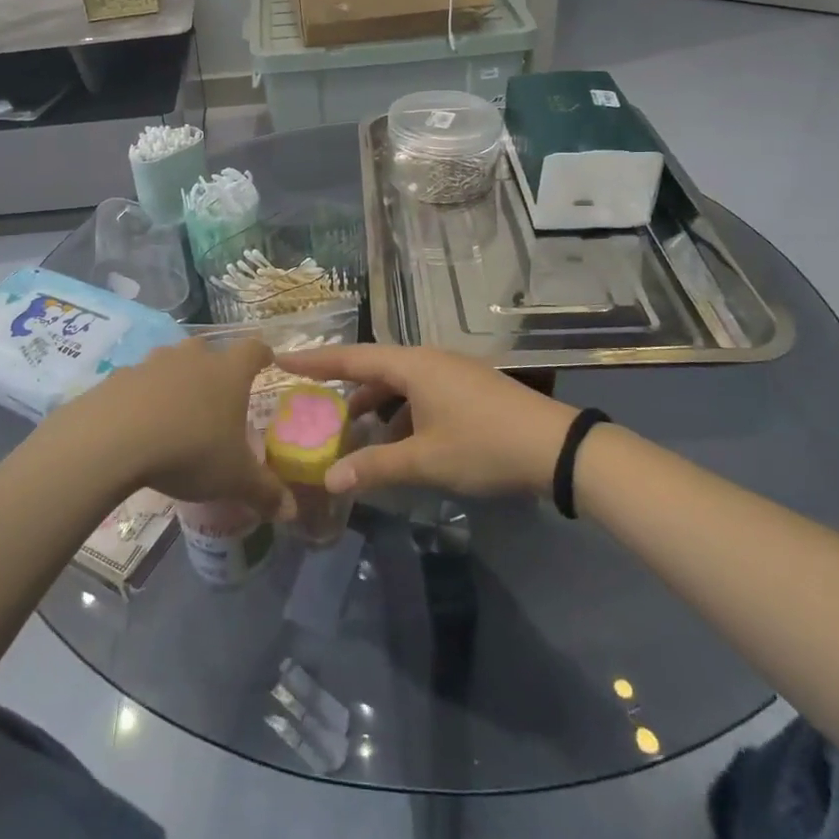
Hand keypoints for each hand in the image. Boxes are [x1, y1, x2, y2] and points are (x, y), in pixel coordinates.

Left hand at [64, 338, 293, 519]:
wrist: (114, 439)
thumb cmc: (190, 451)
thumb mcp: (233, 478)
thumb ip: (264, 492)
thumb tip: (291, 511)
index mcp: (228, 372)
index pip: (254, 349)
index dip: (262, 355)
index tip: (266, 361)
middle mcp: (193, 358)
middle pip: (209, 350)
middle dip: (214, 367)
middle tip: (216, 394)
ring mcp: (153, 363)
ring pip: (171, 362)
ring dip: (176, 379)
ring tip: (175, 409)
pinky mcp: (119, 376)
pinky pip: (138, 382)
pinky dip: (141, 396)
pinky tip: (138, 423)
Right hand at [279, 345, 576, 497]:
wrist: (556, 448)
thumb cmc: (483, 445)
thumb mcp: (425, 459)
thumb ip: (375, 467)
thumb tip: (330, 481)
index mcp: (413, 365)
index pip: (352, 357)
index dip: (315, 360)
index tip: (282, 358)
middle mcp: (428, 360)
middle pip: (375, 368)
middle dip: (344, 387)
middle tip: (313, 402)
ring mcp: (451, 373)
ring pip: (400, 383)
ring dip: (375, 405)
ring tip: (353, 432)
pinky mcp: (468, 389)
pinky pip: (420, 393)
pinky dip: (401, 413)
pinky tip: (398, 442)